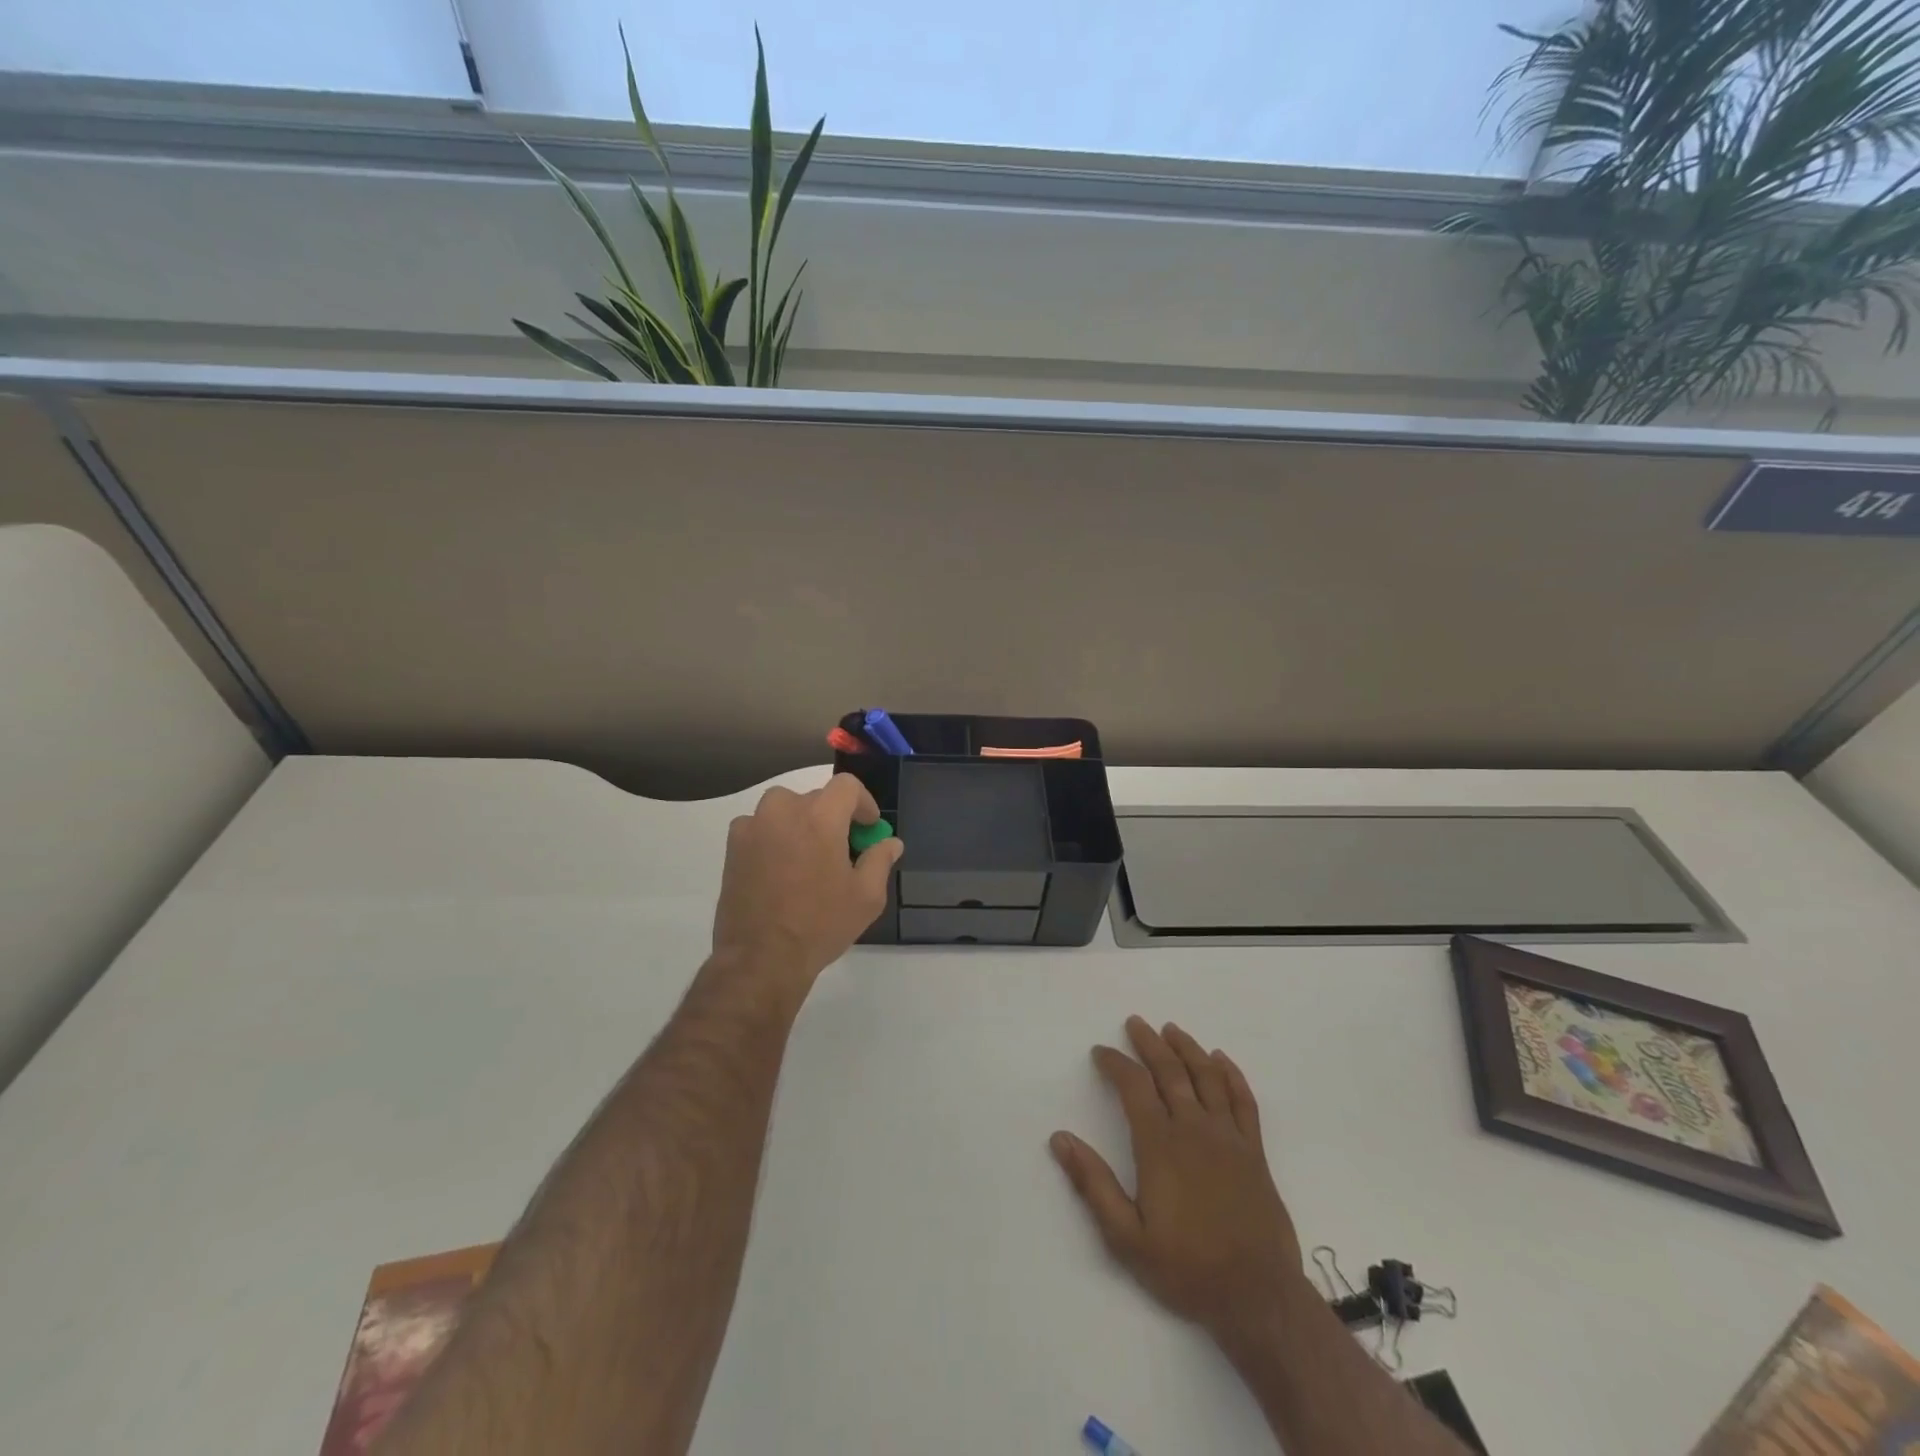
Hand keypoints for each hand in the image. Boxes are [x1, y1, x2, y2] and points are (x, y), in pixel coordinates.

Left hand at [711, 774, 903, 991]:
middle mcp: (784, 810)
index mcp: (821, 817)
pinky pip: (761, 826)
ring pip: (786, 808)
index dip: (863, 803)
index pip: (847, 786)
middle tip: (842, 849)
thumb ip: (880, 860)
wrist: (761, 957)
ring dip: (802, 823)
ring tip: (809, 857)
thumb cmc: (820, 925)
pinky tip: (780, 868)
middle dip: (833, 817)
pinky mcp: (733, 845)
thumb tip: (889, 843)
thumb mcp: (866, 897)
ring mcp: (754, 826)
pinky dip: (775, 836)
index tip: (867, 828)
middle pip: (817, 798)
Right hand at [1051, 1017, 1307, 1345]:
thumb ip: (1093, 1184)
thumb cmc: (1187, 1268)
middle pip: (1170, 1071)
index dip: (1115, 1063)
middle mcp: (1194, 1129)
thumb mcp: (1126, 1237)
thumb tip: (1060, 1138)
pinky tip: (1221, 1060)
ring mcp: (1229, 1137)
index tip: (1100, 1051)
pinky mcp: (1255, 1151)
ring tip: (1172, 1029)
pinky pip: (1244, 1100)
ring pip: (1207, 1077)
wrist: (1258, 1298)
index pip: (1133, 1087)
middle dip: (1149, 1043)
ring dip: (1188, 1048)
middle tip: (1135, 1023)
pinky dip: (1231, 1075)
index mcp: (1160, 1145)